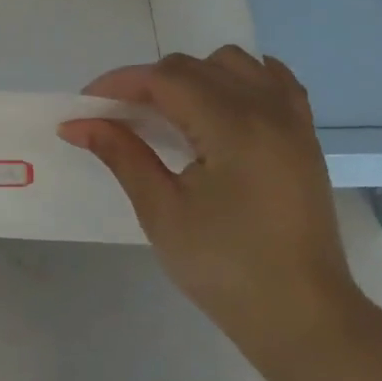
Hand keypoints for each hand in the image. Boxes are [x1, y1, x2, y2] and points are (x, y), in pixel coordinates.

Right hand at [60, 48, 368, 369]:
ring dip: (194, 75)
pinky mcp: (304, 136)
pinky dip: (239, 80)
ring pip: (233, 63)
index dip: (119, 83)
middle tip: (118, 117)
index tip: (86, 104)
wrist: (302, 317)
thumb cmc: (225, 269)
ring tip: (170, 114)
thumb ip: (121, 154)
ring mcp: (292, 120)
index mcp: (233, 127)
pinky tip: (220, 107)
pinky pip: (272, 81)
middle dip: (149, 82)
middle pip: (194, 66)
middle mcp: (266, 109)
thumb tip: (76, 123)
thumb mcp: (162, 212)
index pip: (164, 79)